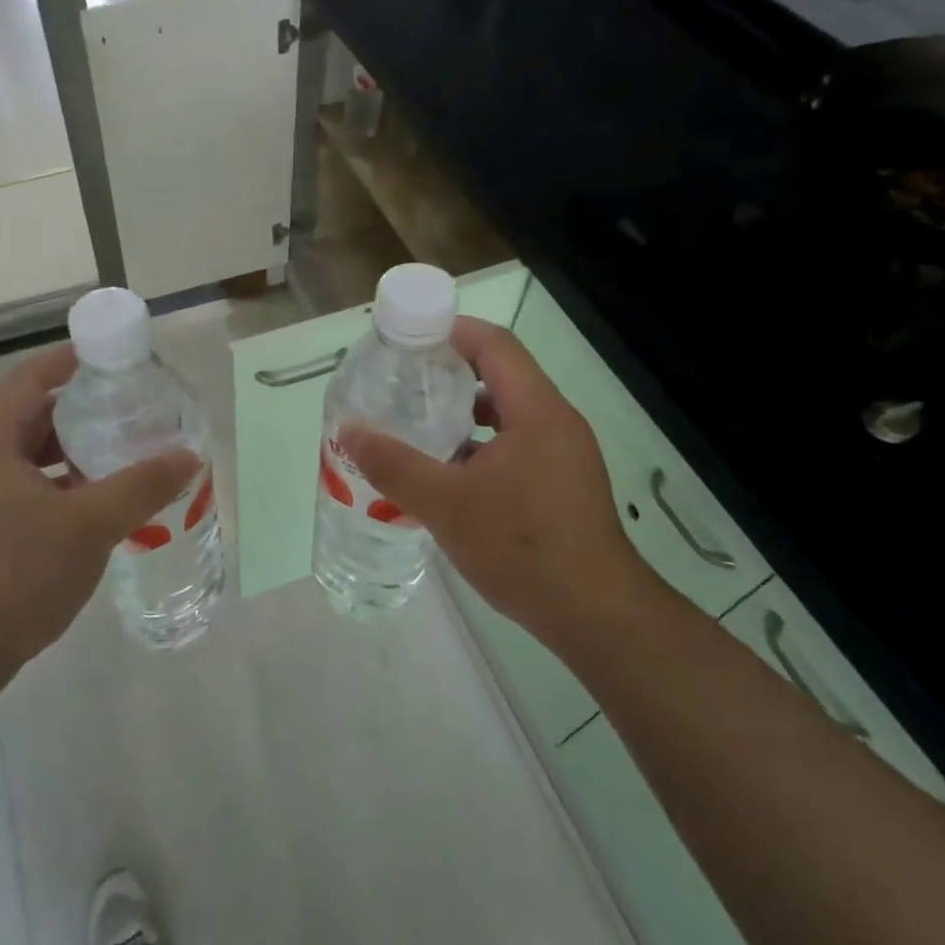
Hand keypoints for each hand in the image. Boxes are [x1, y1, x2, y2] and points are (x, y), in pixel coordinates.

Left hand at [0, 345, 198, 755]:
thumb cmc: (19, 575)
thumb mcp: (90, 525)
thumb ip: (142, 485)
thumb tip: (189, 456)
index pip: (26, 380)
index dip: (65, 361)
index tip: (107, 355)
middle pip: (26, 417)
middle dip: (76, 409)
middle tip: (124, 406)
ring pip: (24, 457)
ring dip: (67, 450)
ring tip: (116, 452)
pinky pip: (20, 487)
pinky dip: (56, 483)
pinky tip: (91, 503)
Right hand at [340, 317, 668, 645]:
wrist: (594, 613)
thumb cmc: (521, 547)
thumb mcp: (445, 505)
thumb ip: (394, 464)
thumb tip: (349, 431)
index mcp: (536, 411)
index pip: (495, 345)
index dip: (450, 331)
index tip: (406, 339)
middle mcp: (556, 422)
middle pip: (501, 375)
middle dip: (449, 373)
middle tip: (401, 384)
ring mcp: (564, 455)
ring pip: (508, 414)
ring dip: (464, 414)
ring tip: (417, 427)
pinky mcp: (563, 484)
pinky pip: (517, 445)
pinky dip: (480, 446)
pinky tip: (448, 475)